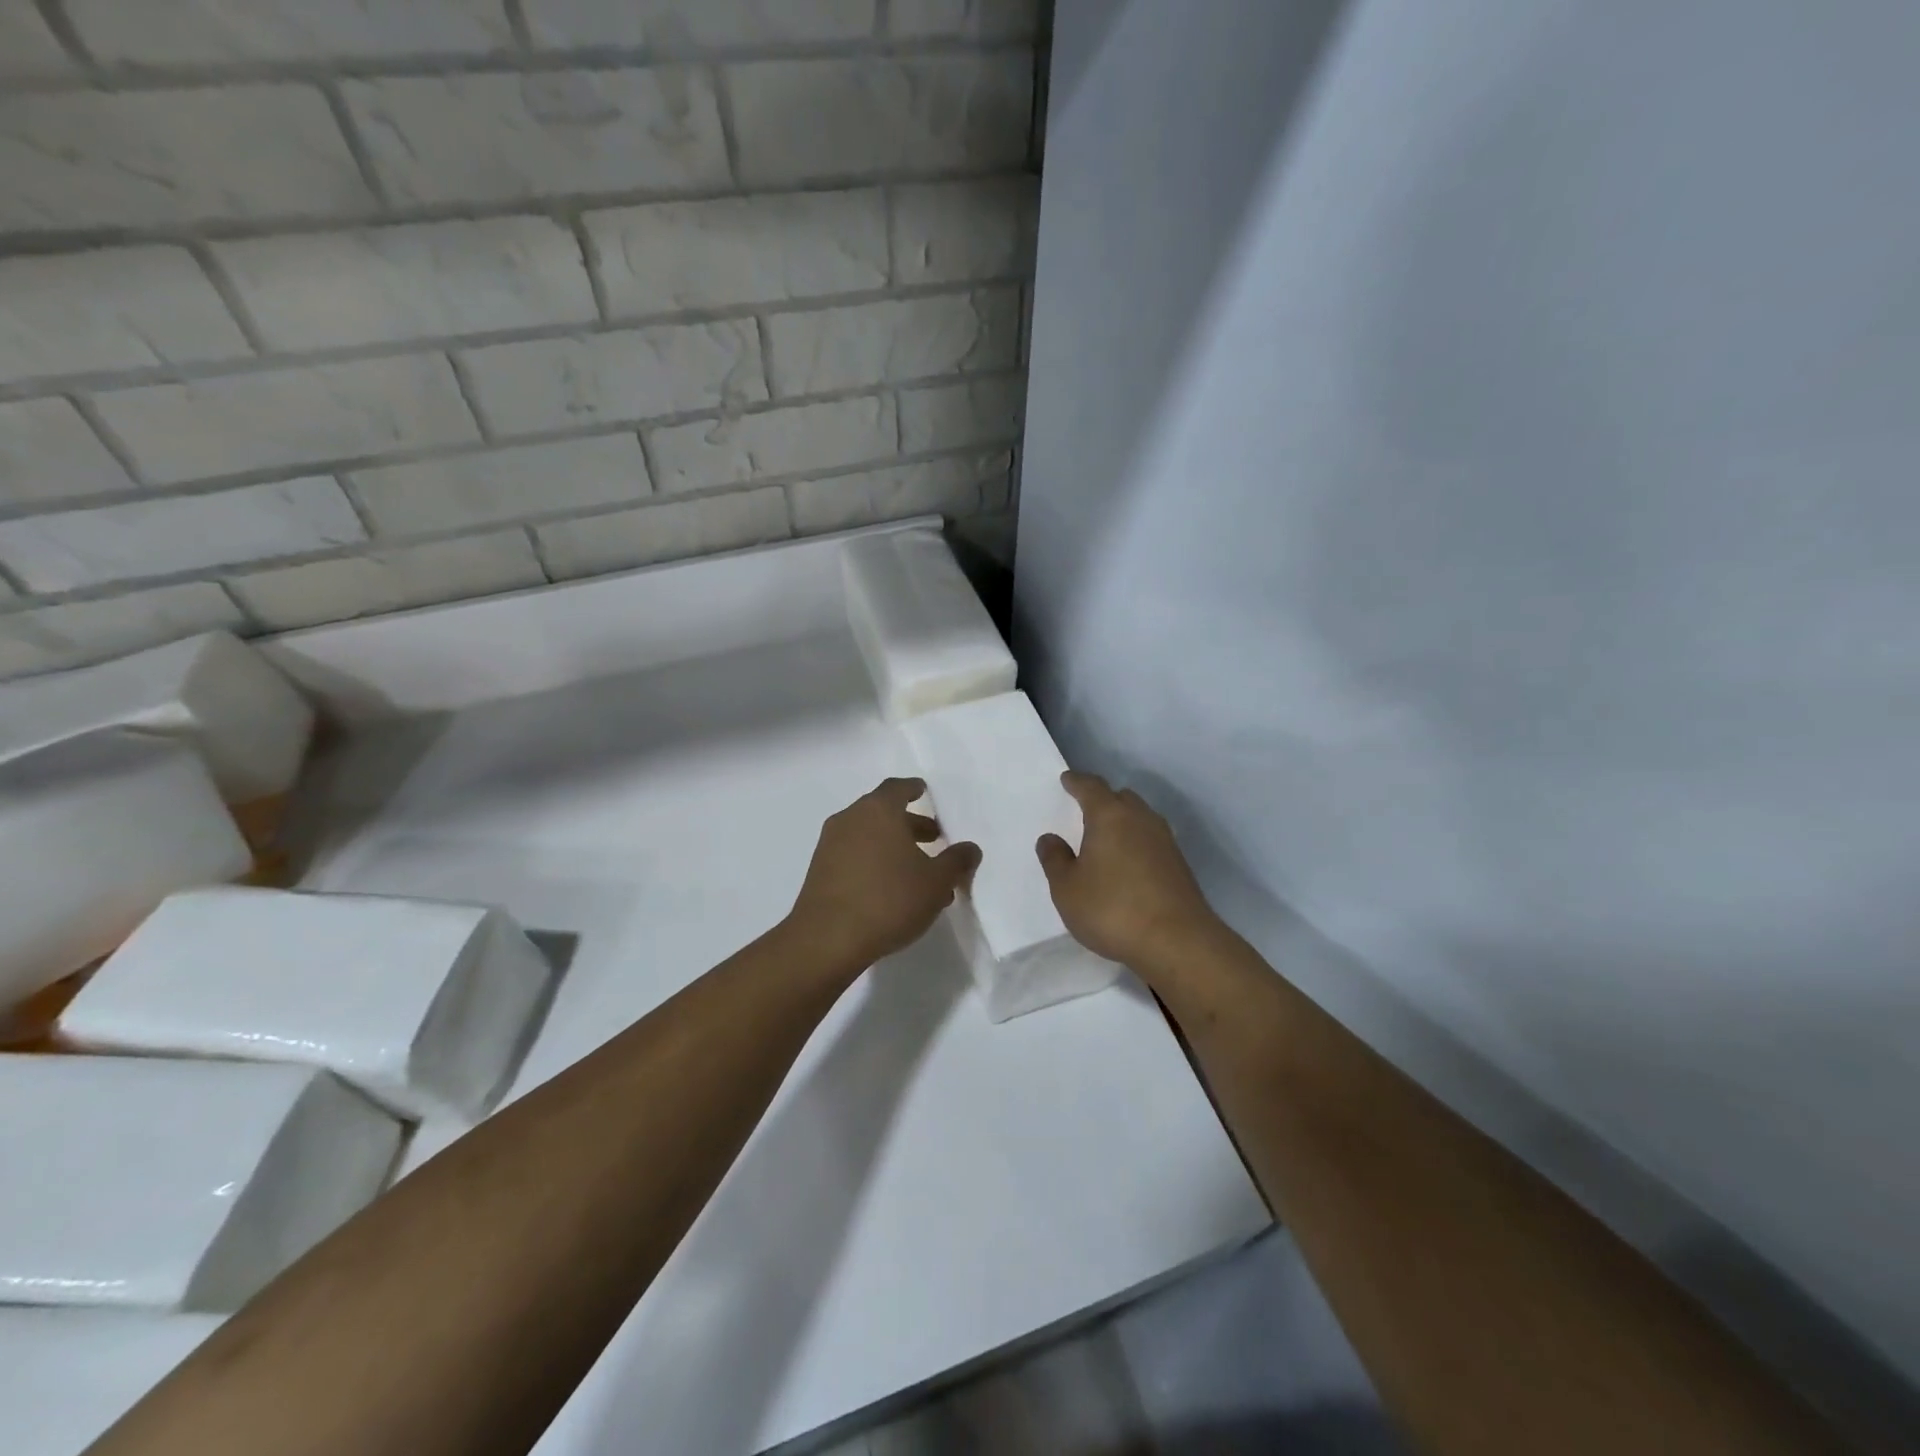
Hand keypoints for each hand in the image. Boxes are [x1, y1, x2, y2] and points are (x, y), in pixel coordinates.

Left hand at [788, 778, 980, 970]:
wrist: (827, 939)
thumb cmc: (889, 899)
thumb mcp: (936, 882)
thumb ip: (956, 861)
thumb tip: (970, 849)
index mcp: (878, 810)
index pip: (898, 788)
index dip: (913, 789)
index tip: (924, 792)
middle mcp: (851, 819)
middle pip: (883, 812)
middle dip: (910, 824)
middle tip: (934, 839)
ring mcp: (830, 845)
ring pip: (869, 836)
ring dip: (894, 847)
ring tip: (919, 872)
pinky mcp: (820, 871)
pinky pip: (854, 856)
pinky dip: (875, 862)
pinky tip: (893, 890)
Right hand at [1037, 772, 1219, 968]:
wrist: (1178, 941)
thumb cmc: (1112, 909)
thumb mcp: (1067, 889)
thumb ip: (1055, 860)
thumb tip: (1050, 839)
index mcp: (1110, 816)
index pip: (1091, 787)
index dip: (1077, 782)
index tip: (1067, 780)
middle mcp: (1140, 819)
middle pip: (1120, 797)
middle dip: (1103, 799)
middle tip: (1085, 810)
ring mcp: (1165, 841)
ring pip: (1140, 818)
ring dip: (1122, 821)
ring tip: (1105, 838)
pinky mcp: (1179, 864)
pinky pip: (1151, 840)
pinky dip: (1136, 842)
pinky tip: (1127, 863)